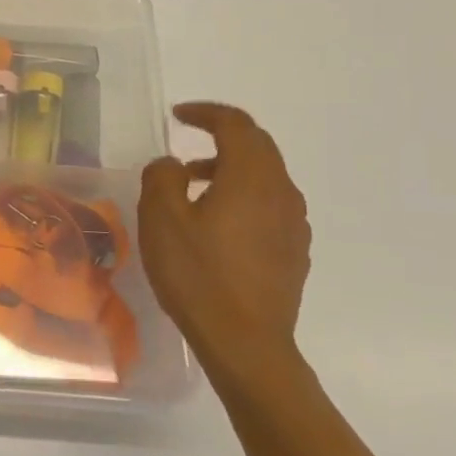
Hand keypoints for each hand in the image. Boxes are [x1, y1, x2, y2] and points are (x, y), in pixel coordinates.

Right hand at [139, 102, 311, 395]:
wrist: (246, 342)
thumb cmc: (198, 274)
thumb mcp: (161, 219)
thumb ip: (161, 178)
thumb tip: (171, 165)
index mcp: (252, 178)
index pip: (237, 125)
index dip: (207, 113)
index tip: (178, 115)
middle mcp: (282, 193)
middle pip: (258, 147)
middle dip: (221, 138)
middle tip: (186, 144)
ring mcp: (294, 224)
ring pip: (265, 178)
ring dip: (230, 170)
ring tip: (192, 188)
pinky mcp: (294, 251)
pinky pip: (269, 206)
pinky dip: (243, 197)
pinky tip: (216, 224)